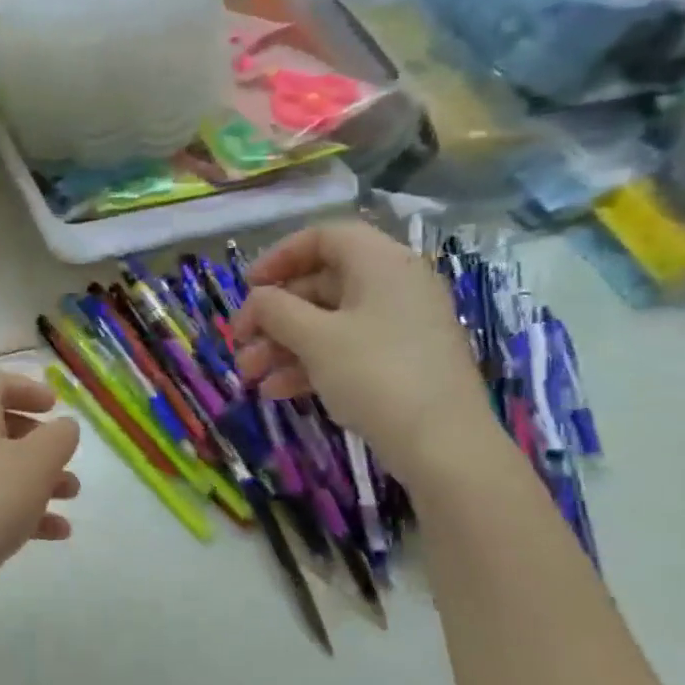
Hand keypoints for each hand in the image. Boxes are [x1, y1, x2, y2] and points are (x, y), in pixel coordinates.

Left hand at [0, 369, 80, 602]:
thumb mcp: (35, 463)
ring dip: (37, 478)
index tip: (53, 405)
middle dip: (37, 439)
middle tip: (64, 454)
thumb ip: (57, 438)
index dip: (23, 387)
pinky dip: (24, 512)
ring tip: (71, 495)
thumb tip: (63, 426)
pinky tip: (55, 533)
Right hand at [232, 220, 494, 482]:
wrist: (444, 447)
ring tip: (249, 376)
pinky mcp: (400, 362)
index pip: (323, 237)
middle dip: (272, 315)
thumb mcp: (314, 338)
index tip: (248, 287)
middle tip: (240, 342)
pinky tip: (277, 392)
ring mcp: (400, 327)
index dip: (279, 257)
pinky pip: (345, 349)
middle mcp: (394, 286)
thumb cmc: (376, 375)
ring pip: (327, 322)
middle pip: (319, 284)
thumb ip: (275, 309)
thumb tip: (258, 298)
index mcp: (381, 264)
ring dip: (282, 345)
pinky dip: (308, 364)